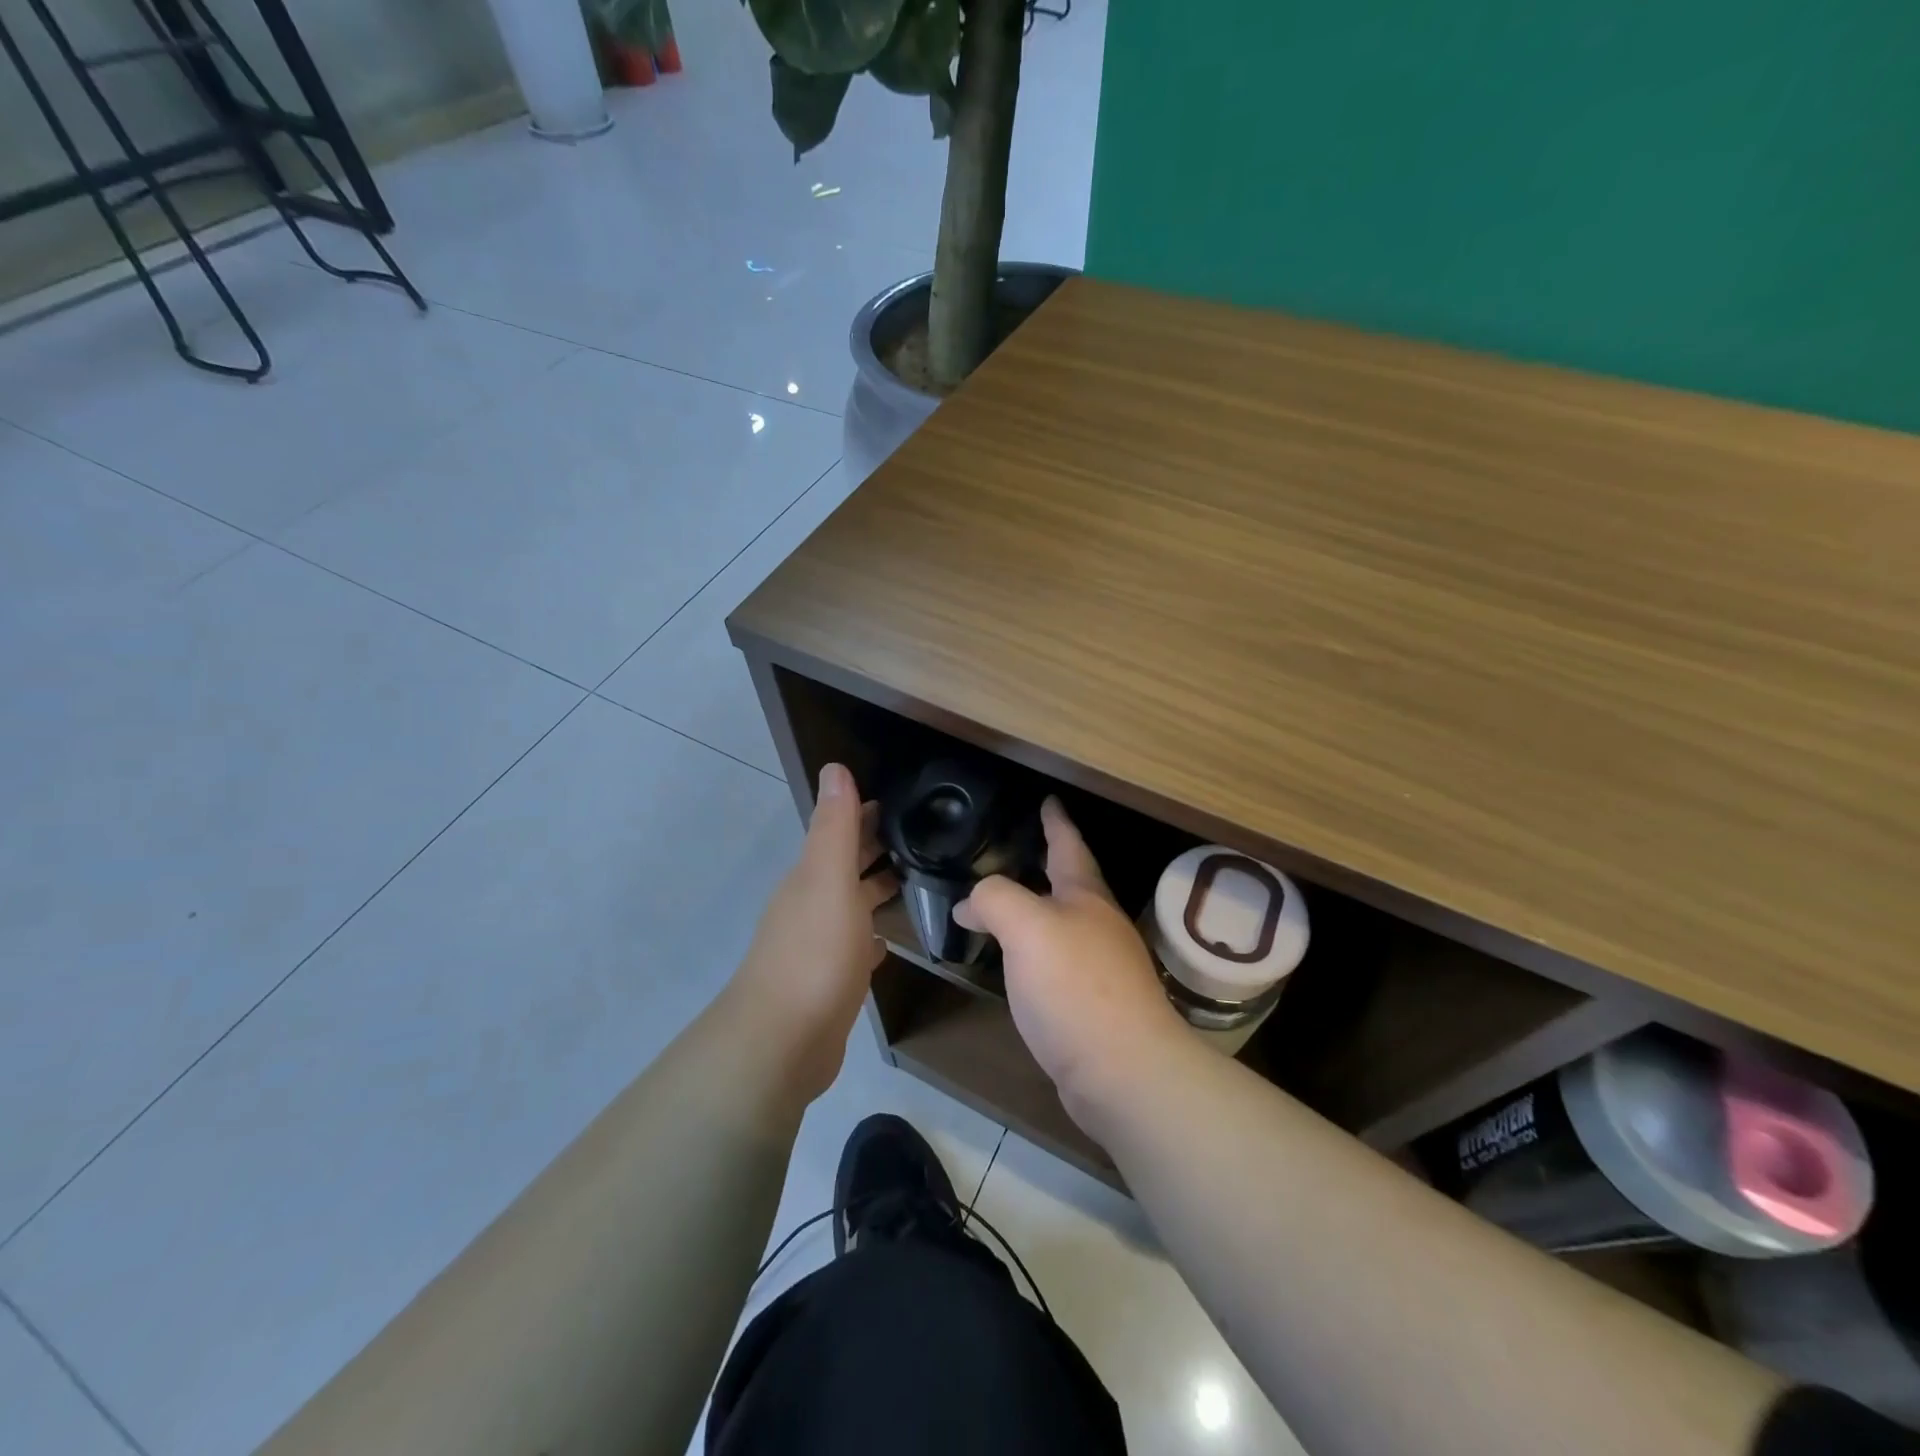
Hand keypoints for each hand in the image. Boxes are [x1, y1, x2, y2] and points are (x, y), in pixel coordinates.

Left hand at [729, 763, 896, 1101]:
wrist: (782, 1041)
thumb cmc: (814, 954)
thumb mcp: (828, 880)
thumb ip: (835, 827)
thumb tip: (835, 768)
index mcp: (812, 877)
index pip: (842, 832)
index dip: (869, 813)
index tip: (907, 801)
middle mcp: (812, 905)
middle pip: (847, 866)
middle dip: (877, 847)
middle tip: (925, 836)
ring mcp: (819, 945)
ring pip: (852, 905)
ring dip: (876, 889)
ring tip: (918, 880)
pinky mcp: (830, 982)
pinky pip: (854, 946)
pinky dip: (870, 935)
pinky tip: (888, 941)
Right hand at [955, 798, 1188, 1123]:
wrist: (1124, 1072)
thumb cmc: (1075, 986)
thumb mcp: (1026, 927)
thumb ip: (995, 899)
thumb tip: (971, 903)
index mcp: (1086, 898)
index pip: (1068, 845)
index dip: (1056, 821)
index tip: (1048, 800)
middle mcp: (1099, 925)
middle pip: (1071, 884)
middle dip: (1047, 864)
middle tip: (1019, 850)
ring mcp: (1102, 967)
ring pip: (1063, 924)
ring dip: (1038, 910)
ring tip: (1007, 906)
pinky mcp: (1094, 1005)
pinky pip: (1058, 962)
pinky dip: (1035, 951)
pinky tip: (1020, 965)